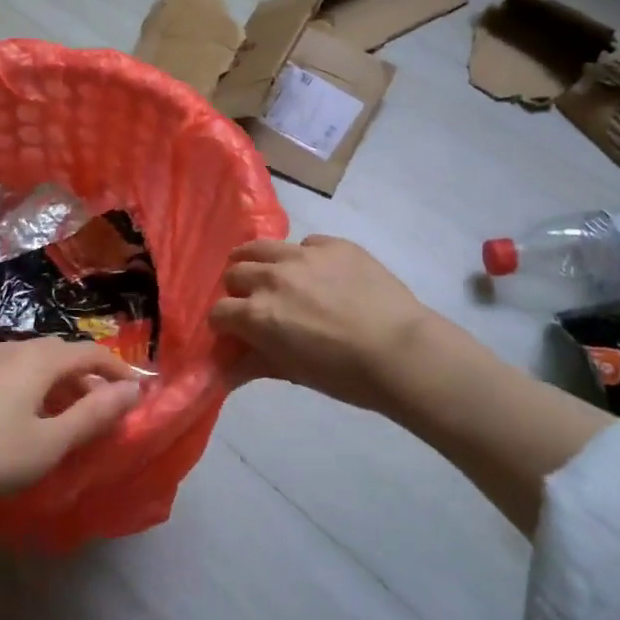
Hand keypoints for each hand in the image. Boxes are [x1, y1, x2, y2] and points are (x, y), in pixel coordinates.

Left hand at [0, 337, 141, 505]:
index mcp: (40, 359)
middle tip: (102, 405)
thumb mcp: (48, 443)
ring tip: (63, 411)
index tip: (137, 387)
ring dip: (57, 380)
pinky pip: (9, 370)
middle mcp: (14, 347)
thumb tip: (133, 390)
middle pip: (61, 353)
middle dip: (88, 375)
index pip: (91, 353)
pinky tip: (19, 413)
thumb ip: (93, 415)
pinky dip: (30, 385)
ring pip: (33, 360)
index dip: (118, 369)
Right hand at [209, 236, 437, 414]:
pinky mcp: (333, 244)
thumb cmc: (344, 374)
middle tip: (256, 305)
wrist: (400, 350)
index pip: (218, 312)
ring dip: (258, 262)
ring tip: (274, 276)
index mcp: (257, 313)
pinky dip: (303, 258)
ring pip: (261, 247)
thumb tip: (222, 372)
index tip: (235, 333)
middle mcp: (272, 276)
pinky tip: (322, 276)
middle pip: (235, 273)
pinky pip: (306, 244)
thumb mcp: (293, 372)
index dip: (224, 325)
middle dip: (239, 290)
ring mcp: (303, 255)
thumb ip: (253, 364)